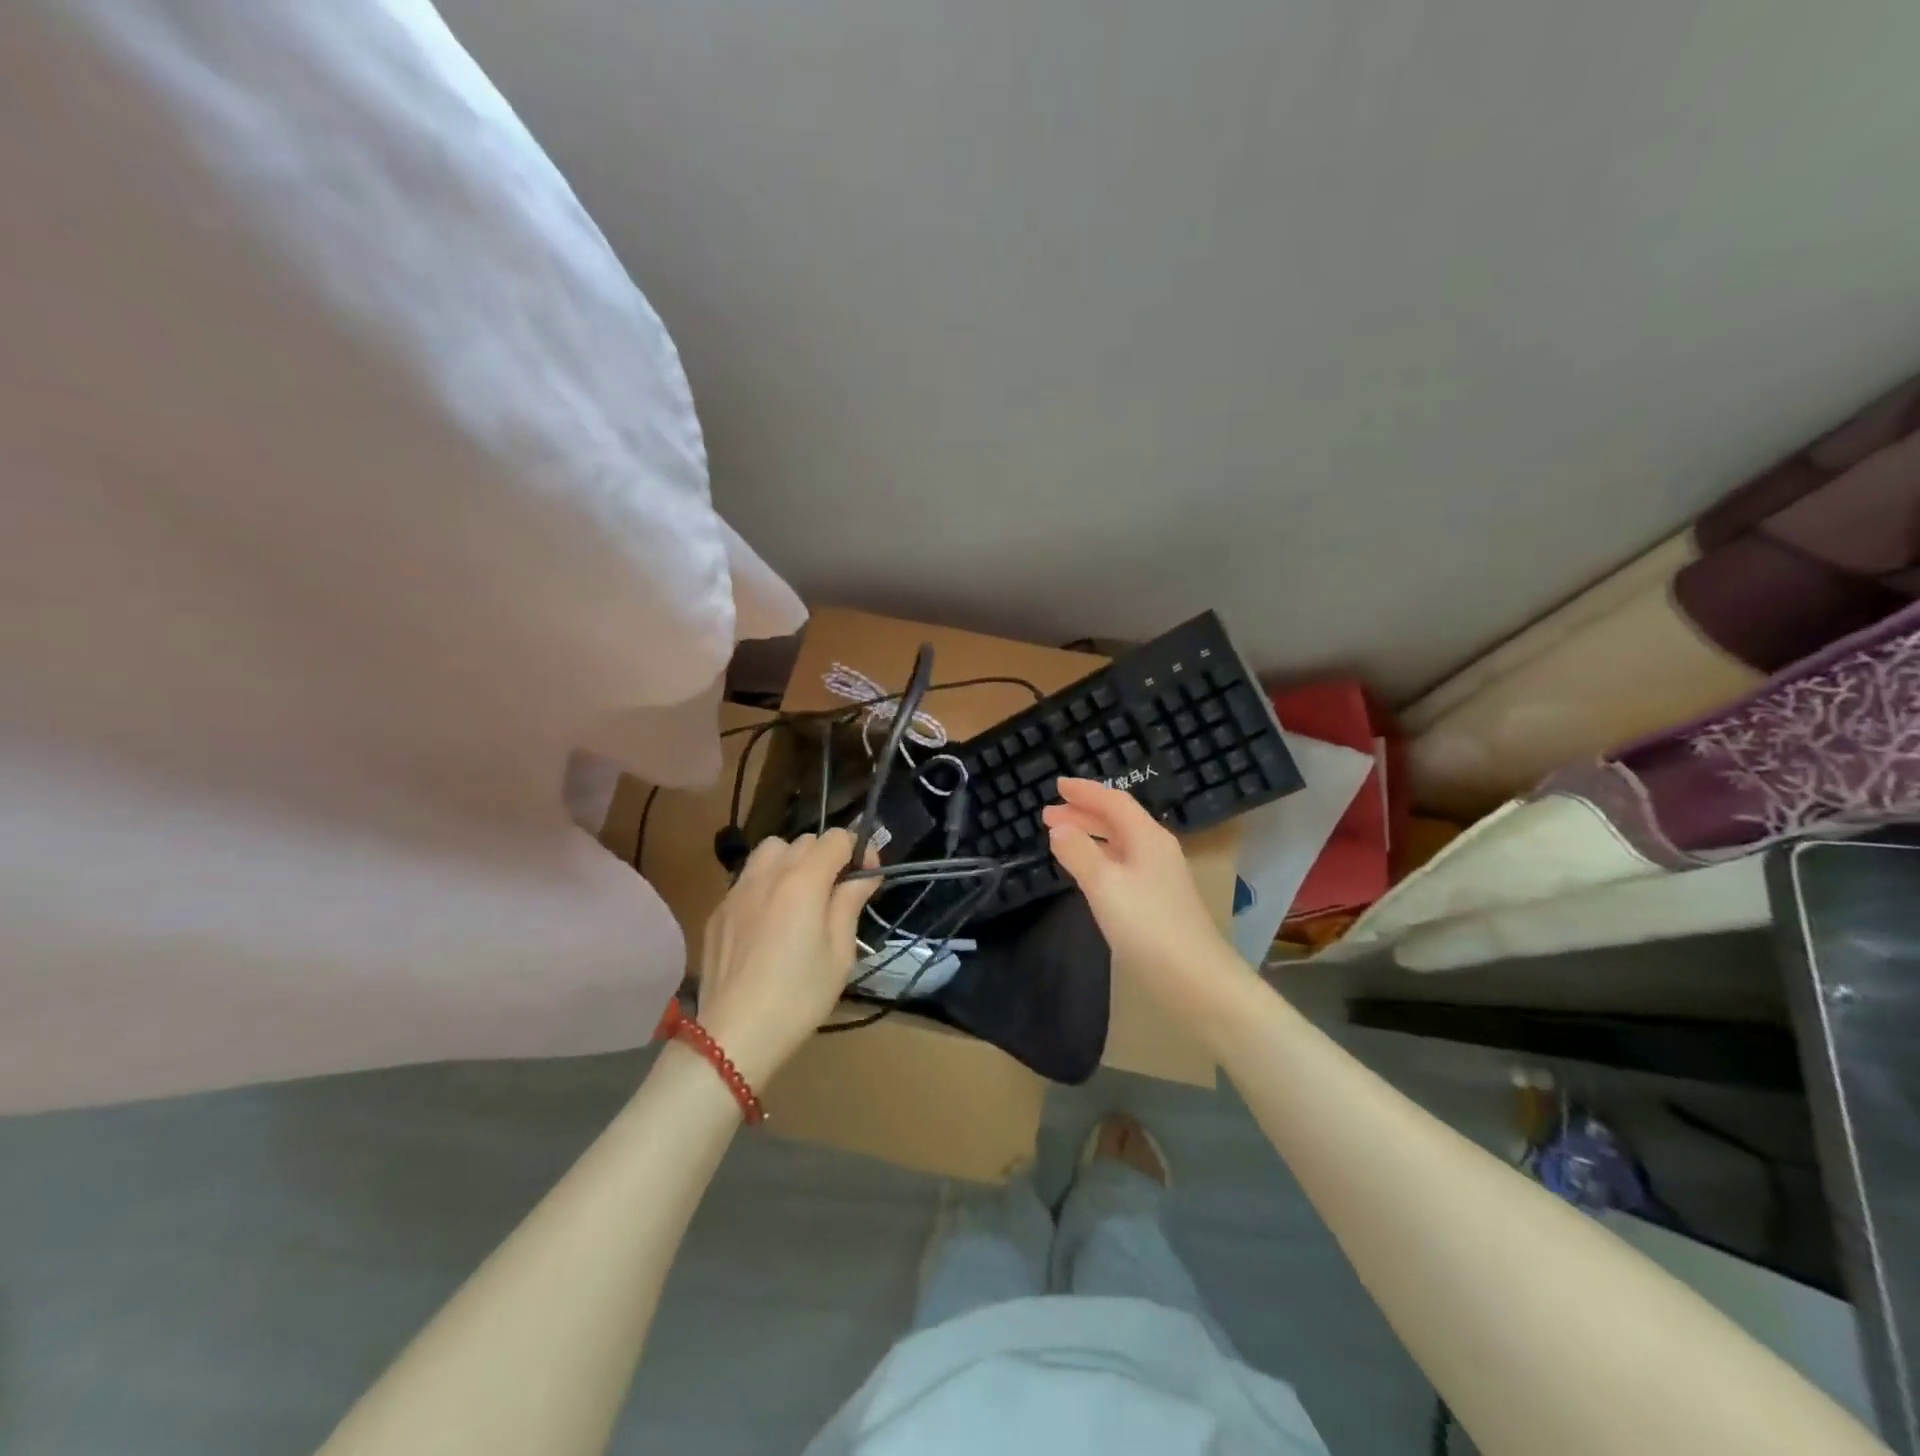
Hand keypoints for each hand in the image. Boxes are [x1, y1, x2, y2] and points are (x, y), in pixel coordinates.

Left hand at [695, 829, 878, 1087]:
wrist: (735, 1033)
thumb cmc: (799, 996)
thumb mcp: (839, 953)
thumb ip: (850, 903)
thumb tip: (864, 874)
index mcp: (804, 880)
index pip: (837, 838)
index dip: (857, 851)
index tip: (864, 878)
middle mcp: (768, 873)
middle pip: (804, 841)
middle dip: (826, 856)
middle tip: (835, 893)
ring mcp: (737, 889)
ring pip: (770, 851)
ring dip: (791, 862)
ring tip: (798, 897)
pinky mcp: (718, 910)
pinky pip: (747, 878)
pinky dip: (765, 884)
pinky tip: (768, 921)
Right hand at [1042, 778, 1236, 1004]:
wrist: (1194, 978)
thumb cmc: (1147, 924)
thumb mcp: (1104, 884)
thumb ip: (1078, 852)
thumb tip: (1059, 828)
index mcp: (1147, 837)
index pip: (1113, 801)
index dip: (1085, 791)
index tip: (1057, 785)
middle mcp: (1156, 849)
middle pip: (1117, 820)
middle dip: (1083, 814)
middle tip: (1048, 815)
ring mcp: (1159, 876)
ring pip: (1119, 843)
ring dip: (1090, 836)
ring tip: (1060, 839)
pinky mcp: (1157, 900)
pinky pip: (1123, 864)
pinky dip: (1100, 858)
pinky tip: (1088, 872)